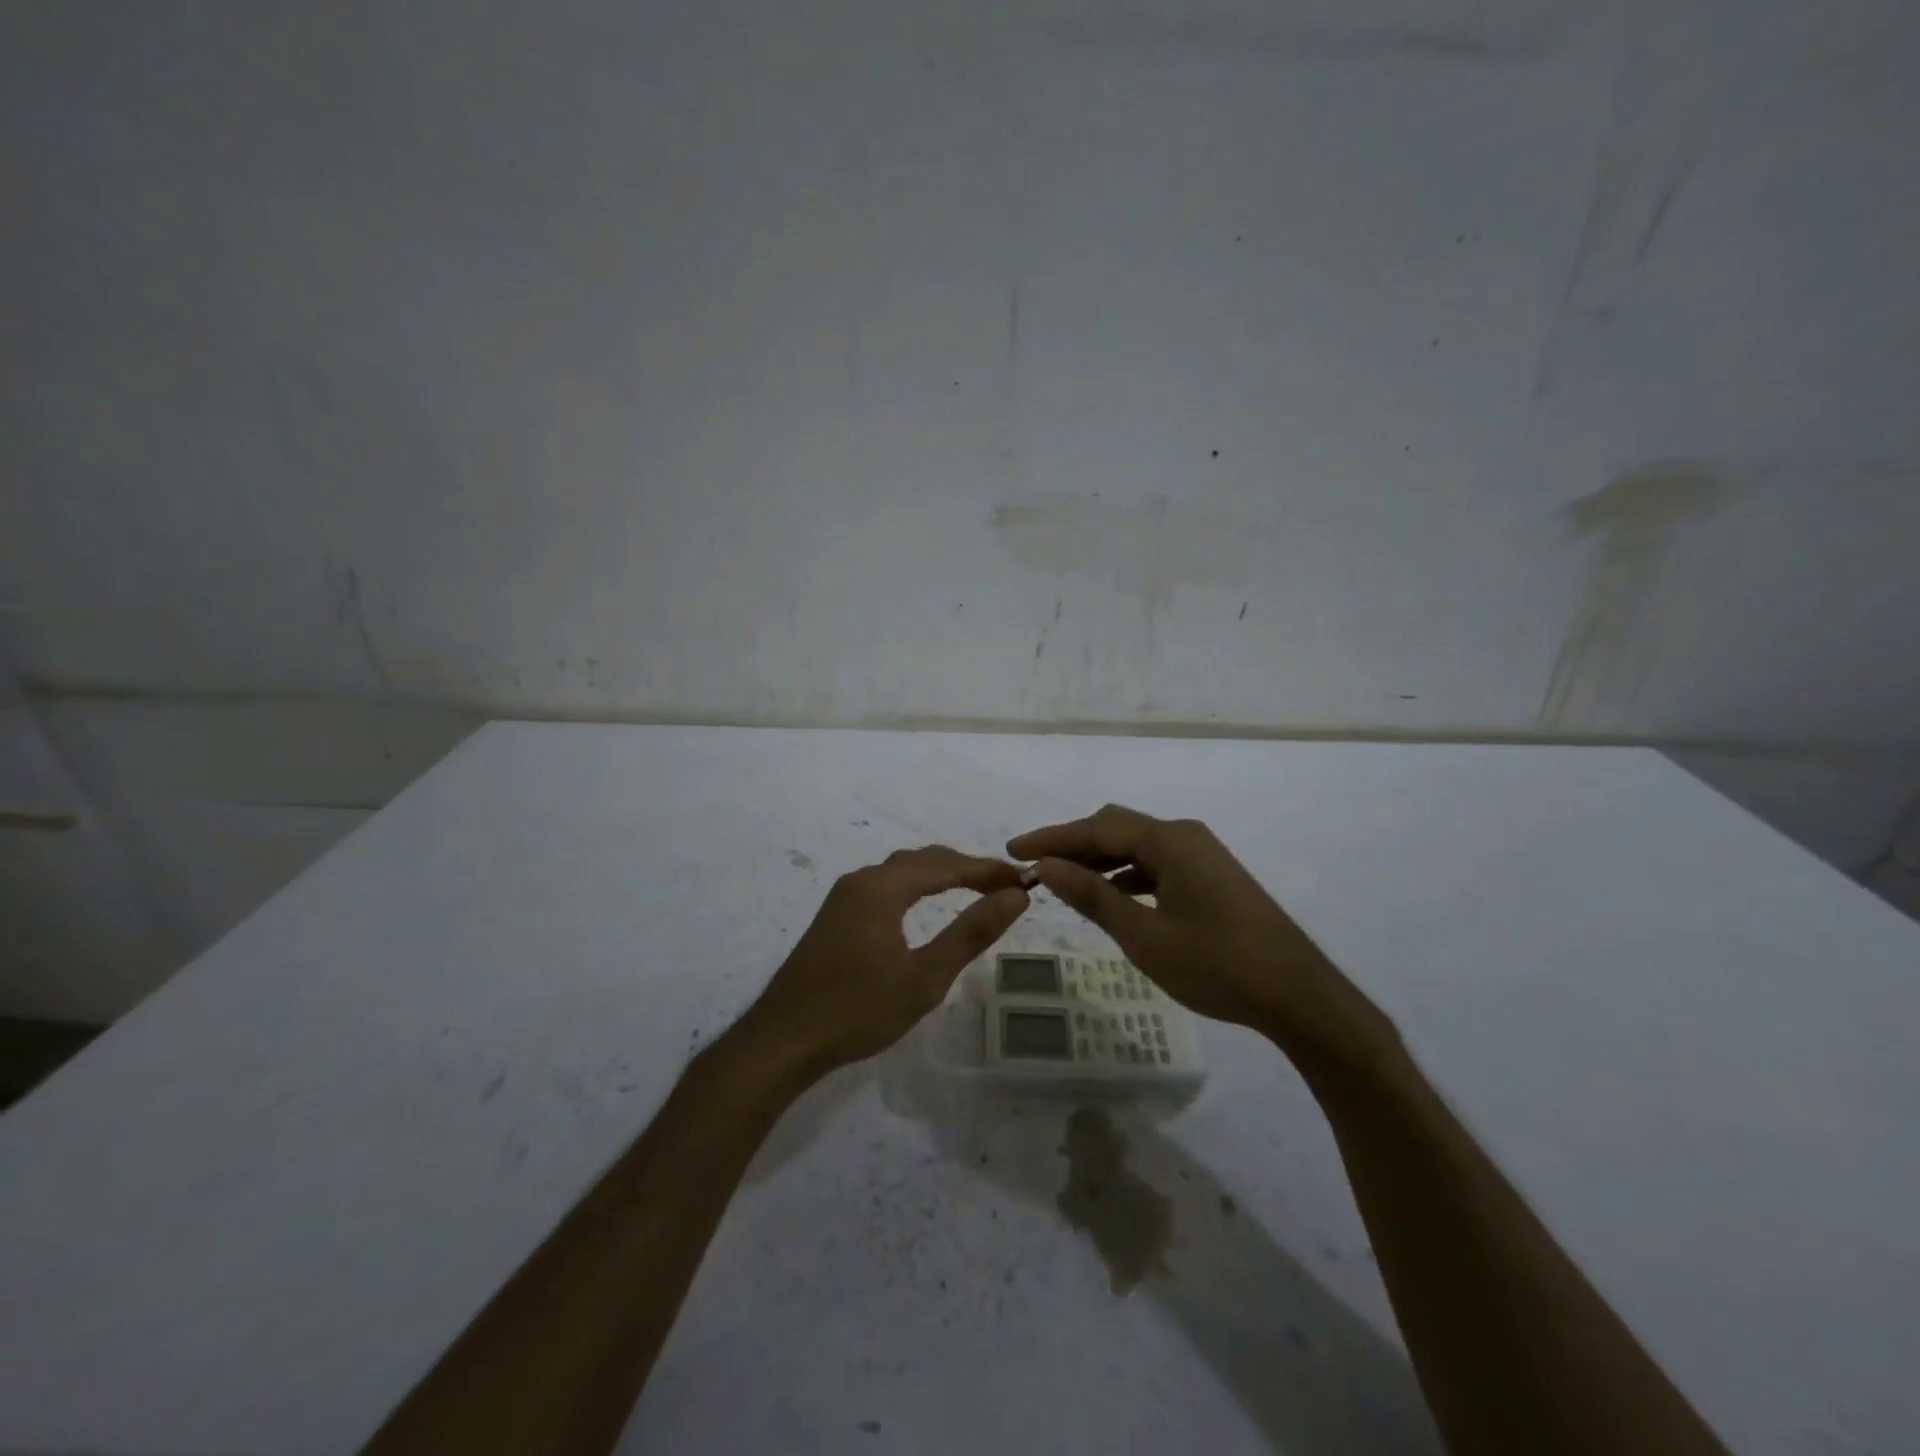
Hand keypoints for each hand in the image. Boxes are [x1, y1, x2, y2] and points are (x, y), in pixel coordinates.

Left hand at [740, 845, 1029, 1076]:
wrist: (783, 1040)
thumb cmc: (857, 1010)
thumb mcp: (924, 977)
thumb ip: (971, 932)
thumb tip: (1014, 897)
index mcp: (882, 887)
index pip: (947, 865)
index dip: (988, 870)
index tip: (1024, 881)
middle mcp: (861, 880)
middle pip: (923, 860)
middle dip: (966, 868)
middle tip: (1005, 888)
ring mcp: (844, 897)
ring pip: (902, 871)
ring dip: (941, 875)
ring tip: (976, 891)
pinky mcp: (836, 916)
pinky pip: (886, 886)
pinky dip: (917, 888)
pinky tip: (926, 907)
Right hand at [1008, 805, 1393, 1066]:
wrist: (1299, 996)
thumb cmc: (1218, 965)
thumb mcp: (1145, 935)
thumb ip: (1093, 896)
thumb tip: (1047, 866)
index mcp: (1170, 840)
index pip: (1097, 827)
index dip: (1052, 838)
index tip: (1013, 850)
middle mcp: (1185, 836)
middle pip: (1116, 828)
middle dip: (1073, 845)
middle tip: (1035, 868)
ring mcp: (1202, 855)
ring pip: (1137, 847)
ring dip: (1099, 861)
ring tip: (1063, 883)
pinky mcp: (1211, 877)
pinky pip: (1157, 864)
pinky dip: (1126, 875)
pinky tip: (1110, 897)